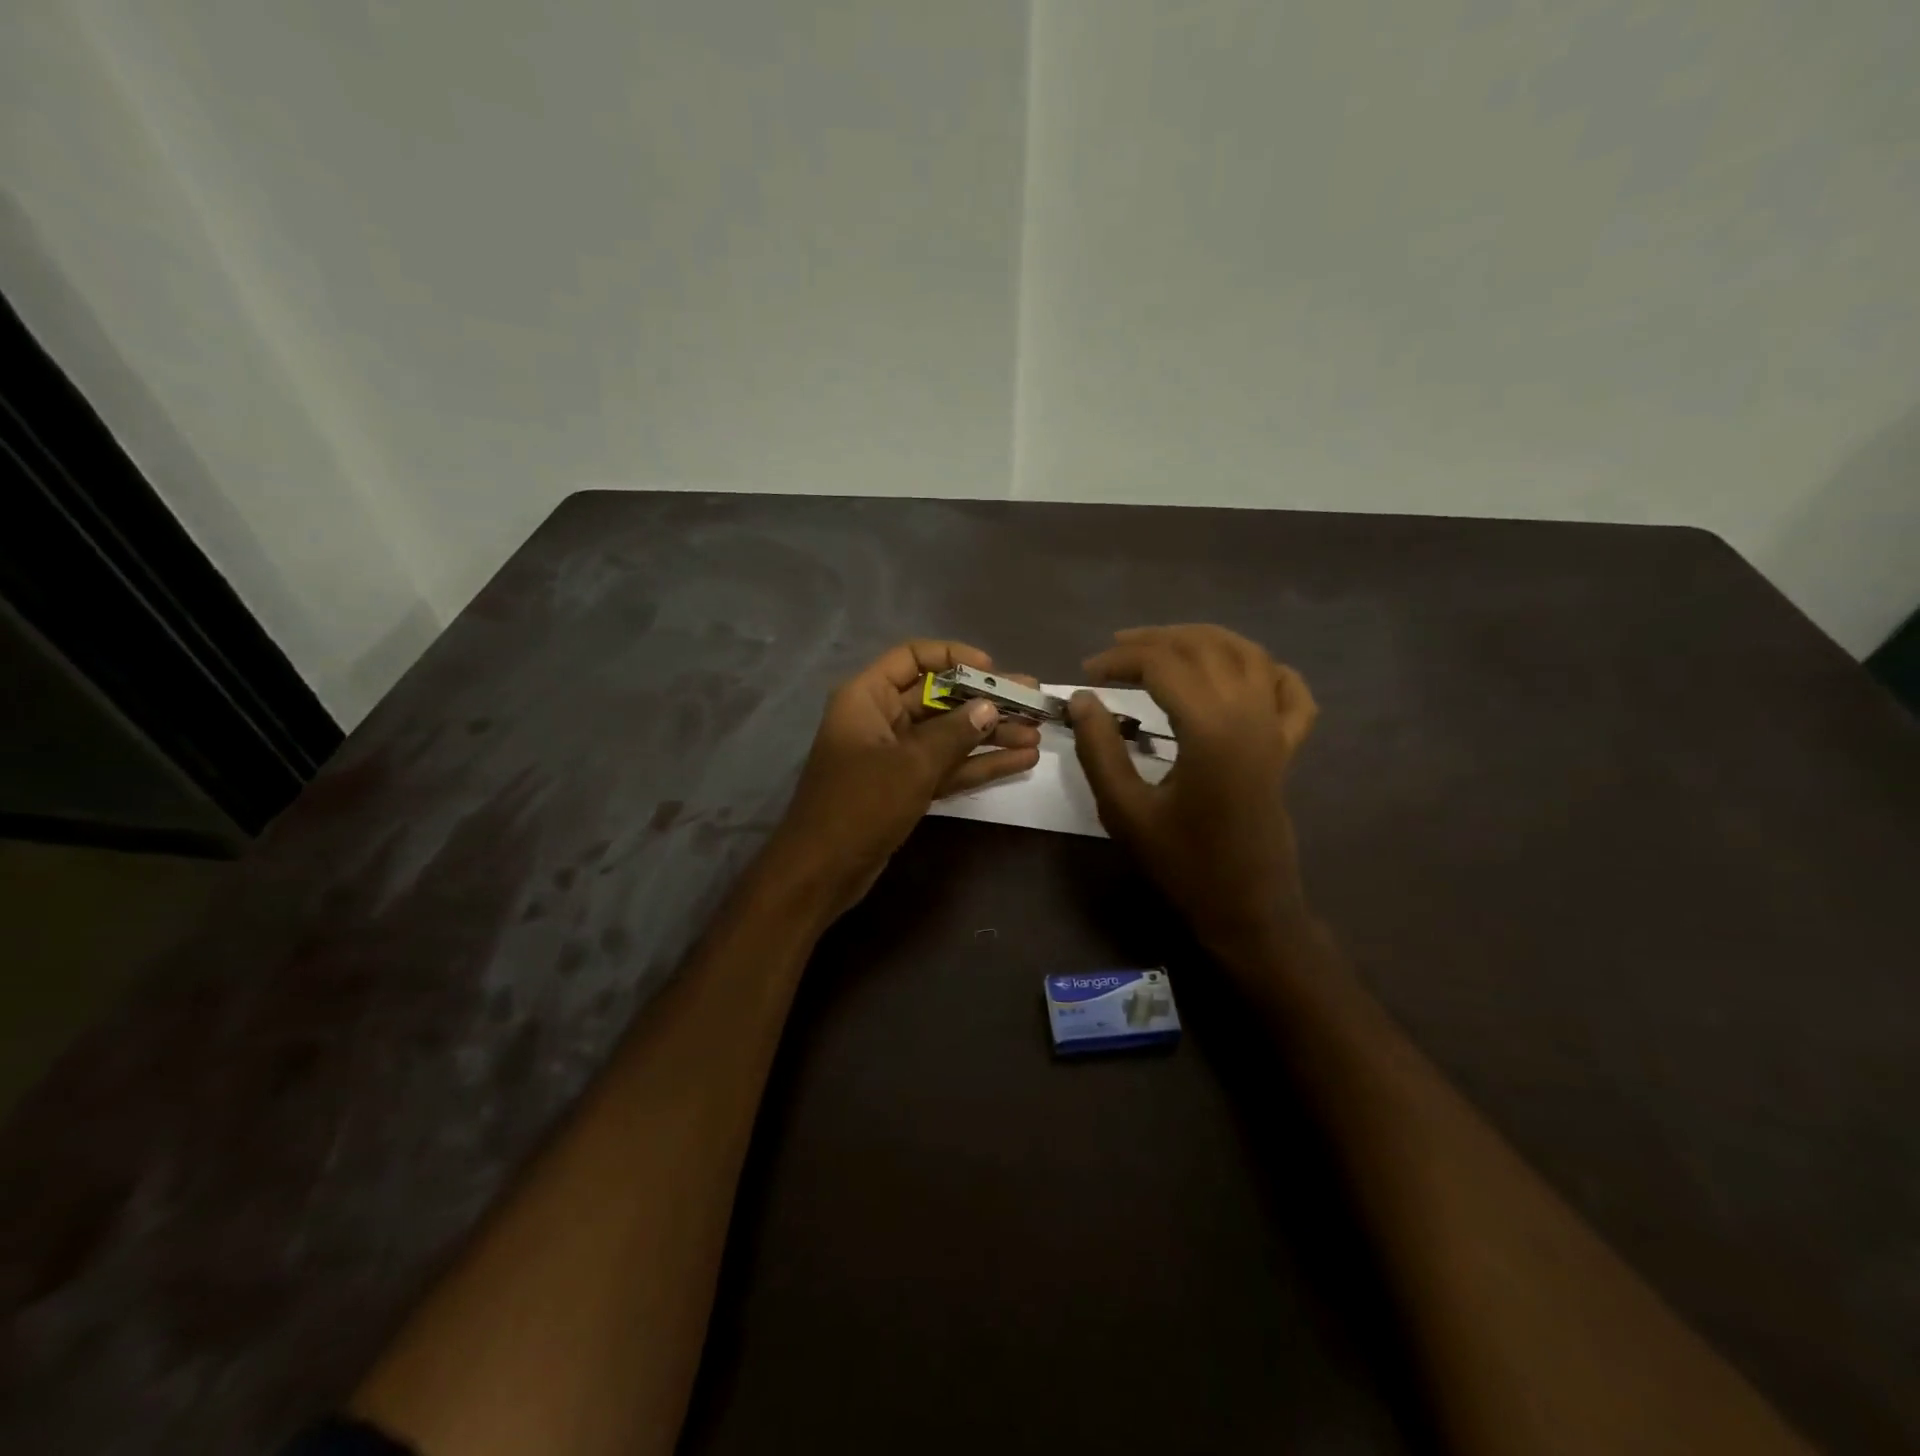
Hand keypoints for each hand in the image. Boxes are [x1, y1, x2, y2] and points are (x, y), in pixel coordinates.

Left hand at [767, 639, 1040, 910]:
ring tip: (1037, 734)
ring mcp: (894, 755)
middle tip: (1032, 700)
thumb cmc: (861, 805)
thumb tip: (989, 708)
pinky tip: (1020, 761)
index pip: (912, 658)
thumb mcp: (912, 764)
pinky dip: (978, 763)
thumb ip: (955, 733)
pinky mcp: (905, 786)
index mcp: (867, 697)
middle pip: (938, 697)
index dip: (953, 657)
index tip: (992, 670)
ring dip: (990, 735)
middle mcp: (880, 718)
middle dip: (985, 700)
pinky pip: (947, 765)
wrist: (822, 872)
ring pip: (948, 734)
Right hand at [1069, 625, 1317, 963]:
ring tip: (1162, 645)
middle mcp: (1250, 714)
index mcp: (1211, 729)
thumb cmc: (1182, 862)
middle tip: (1113, 654)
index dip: (1120, 660)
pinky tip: (1241, 669)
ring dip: (1202, 640)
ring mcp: (1276, 727)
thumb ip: (1100, 749)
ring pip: (1247, 654)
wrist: (1246, 905)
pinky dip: (1267, 669)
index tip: (1086, 675)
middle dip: (1154, 641)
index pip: (1163, 664)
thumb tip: (1082, 699)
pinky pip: (1289, 690)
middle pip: (1204, 647)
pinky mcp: (1287, 745)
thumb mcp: (1125, 810)